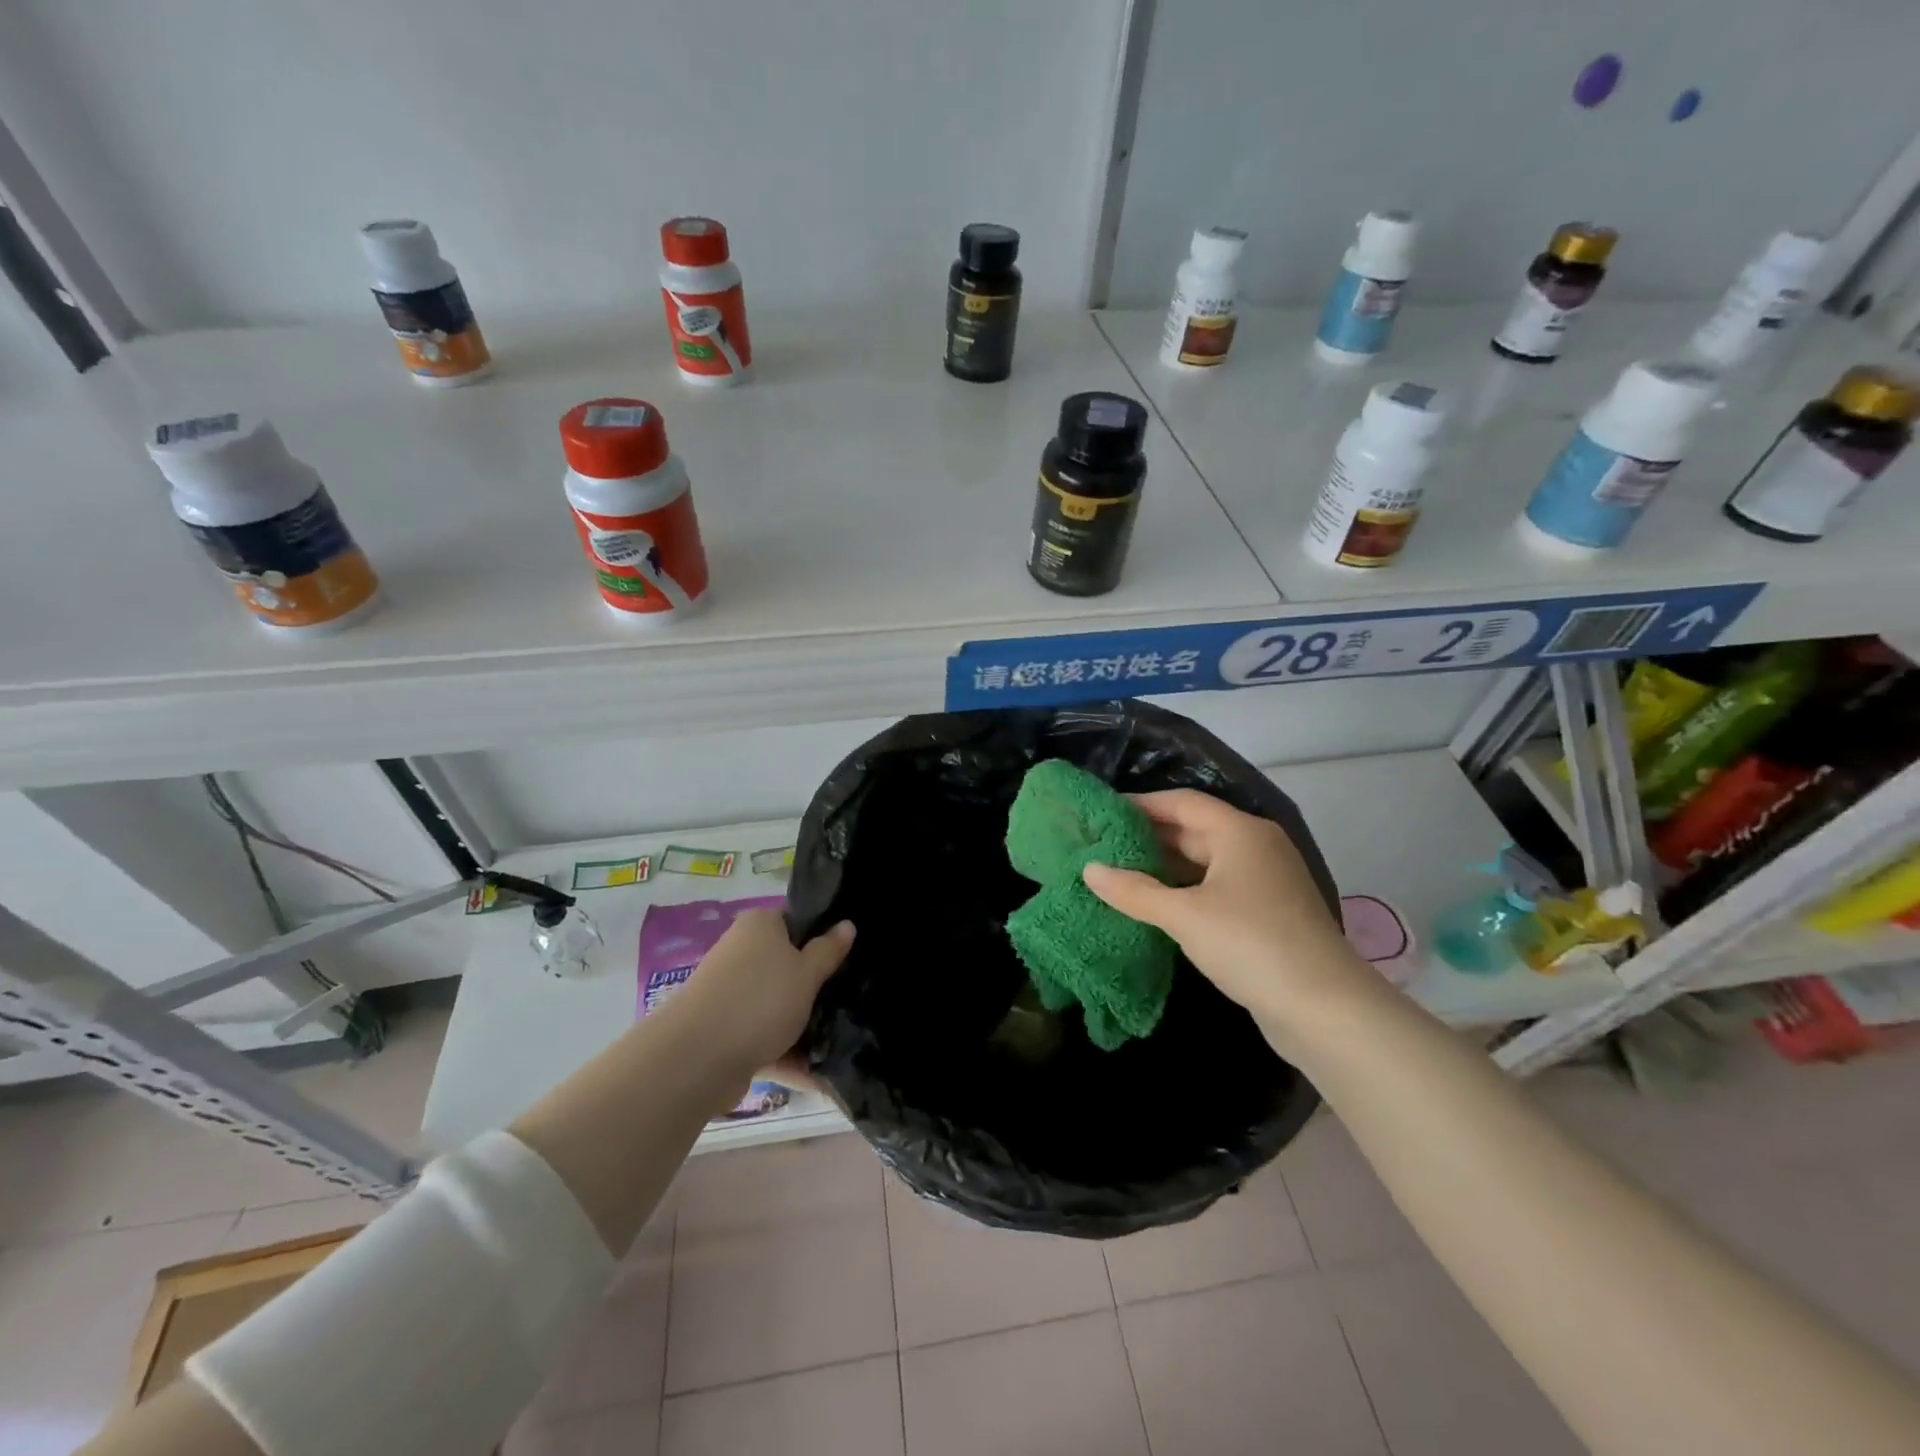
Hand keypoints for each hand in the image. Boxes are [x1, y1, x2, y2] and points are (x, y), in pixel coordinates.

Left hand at [661, 910, 853, 1084]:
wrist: (696, 1059)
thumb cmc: (760, 1000)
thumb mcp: (806, 973)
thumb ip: (828, 950)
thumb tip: (847, 924)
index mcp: (760, 926)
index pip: (797, 920)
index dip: (823, 936)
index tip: (848, 958)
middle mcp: (741, 953)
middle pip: (787, 965)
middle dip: (815, 987)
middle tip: (848, 1000)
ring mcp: (731, 994)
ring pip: (776, 1005)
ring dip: (803, 1026)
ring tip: (840, 1044)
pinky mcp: (725, 1032)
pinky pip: (764, 1038)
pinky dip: (786, 1055)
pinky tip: (817, 1077)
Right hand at [1082, 790, 1371, 1037]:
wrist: (1325, 1009)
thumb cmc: (1250, 944)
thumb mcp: (1184, 916)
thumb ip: (1134, 891)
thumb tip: (1090, 869)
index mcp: (1239, 832)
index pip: (1181, 802)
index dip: (1140, 804)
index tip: (1101, 812)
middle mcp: (1255, 847)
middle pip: (1193, 829)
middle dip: (1148, 837)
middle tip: (1101, 845)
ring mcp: (1265, 881)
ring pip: (1204, 862)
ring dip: (1164, 867)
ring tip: (1118, 874)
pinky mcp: (1267, 913)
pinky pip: (1216, 888)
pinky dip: (1184, 891)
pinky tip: (1155, 905)